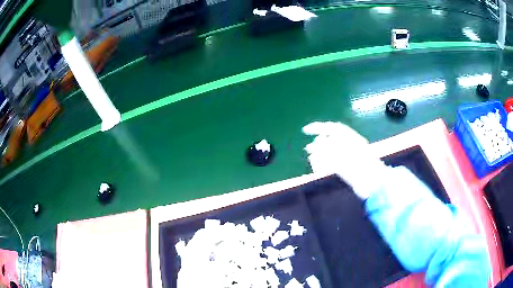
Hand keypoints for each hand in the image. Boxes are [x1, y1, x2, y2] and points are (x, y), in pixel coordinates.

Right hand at [303, 121, 385, 198]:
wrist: (374, 184)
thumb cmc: (362, 168)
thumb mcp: (345, 156)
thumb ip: (329, 149)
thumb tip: (314, 145)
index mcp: (351, 138)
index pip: (332, 128)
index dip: (318, 127)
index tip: (305, 130)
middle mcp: (349, 146)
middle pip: (329, 140)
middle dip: (317, 144)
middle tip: (308, 150)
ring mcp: (347, 158)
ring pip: (328, 152)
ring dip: (319, 155)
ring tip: (312, 160)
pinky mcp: (346, 169)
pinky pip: (331, 163)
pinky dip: (323, 165)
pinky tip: (318, 169)